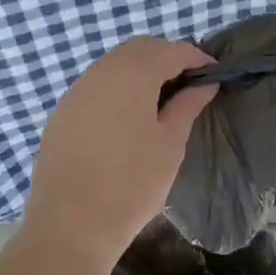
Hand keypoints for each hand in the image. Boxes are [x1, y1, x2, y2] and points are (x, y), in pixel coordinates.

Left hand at [24, 37, 215, 268]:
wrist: (70, 225)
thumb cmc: (131, 185)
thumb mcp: (169, 145)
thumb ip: (187, 106)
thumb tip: (204, 84)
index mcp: (133, 75)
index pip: (171, 50)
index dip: (195, 57)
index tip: (213, 73)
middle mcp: (101, 72)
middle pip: (139, 49)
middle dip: (166, 58)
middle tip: (187, 84)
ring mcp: (77, 90)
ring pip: (114, 64)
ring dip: (140, 71)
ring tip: (159, 100)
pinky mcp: (63, 110)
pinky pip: (95, 84)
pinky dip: (117, 87)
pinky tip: (126, 116)